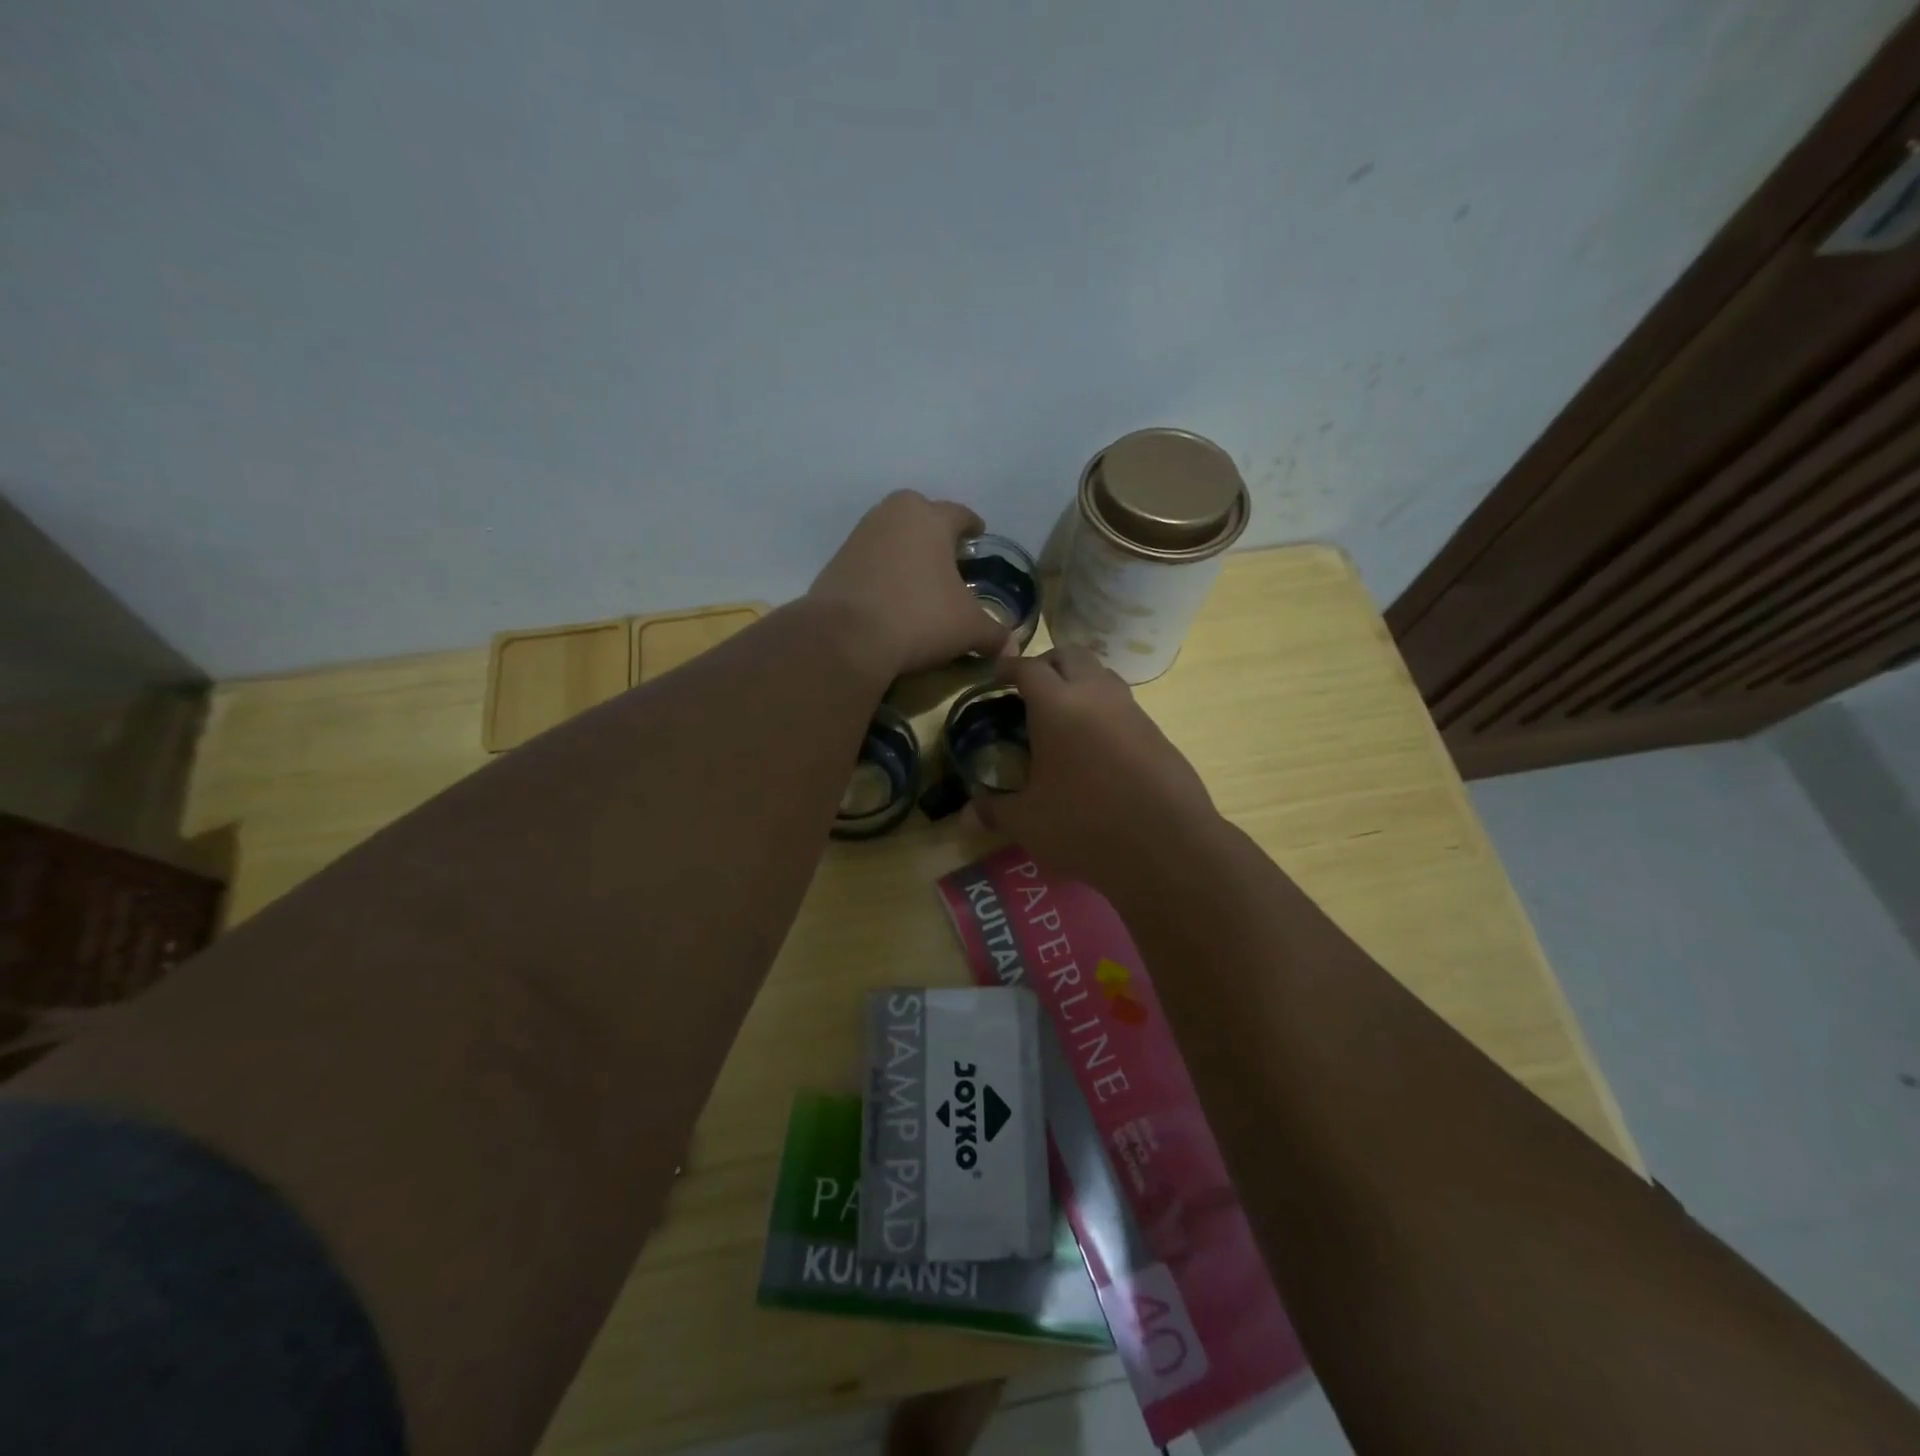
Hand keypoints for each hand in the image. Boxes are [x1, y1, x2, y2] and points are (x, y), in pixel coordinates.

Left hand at [808, 491, 1010, 677]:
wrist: (846, 637)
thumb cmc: (919, 617)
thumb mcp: (968, 628)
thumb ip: (994, 633)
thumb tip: (1011, 648)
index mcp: (930, 517)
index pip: (960, 514)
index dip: (973, 527)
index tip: (978, 537)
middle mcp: (892, 514)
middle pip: (922, 517)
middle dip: (936, 535)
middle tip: (949, 560)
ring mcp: (860, 535)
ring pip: (893, 537)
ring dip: (907, 553)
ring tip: (920, 580)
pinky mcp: (836, 561)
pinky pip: (870, 560)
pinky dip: (883, 572)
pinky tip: (890, 596)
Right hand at [971, 647, 1220, 889]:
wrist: (1167, 846)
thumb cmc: (1084, 826)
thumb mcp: (1028, 822)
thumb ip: (994, 810)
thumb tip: (967, 814)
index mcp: (1057, 706)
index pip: (1029, 668)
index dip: (1009, 667)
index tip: (997, 676)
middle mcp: (1096, 696)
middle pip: (1071, 655)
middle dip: (1048, 664)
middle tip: (1031, 690)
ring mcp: (1132, 712)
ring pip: (1103, 676)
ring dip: (1080, 683)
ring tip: (1063, 715)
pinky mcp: (1157, 734)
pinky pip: (1124, 706)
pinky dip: (1104, 711)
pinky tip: (1095, 747)